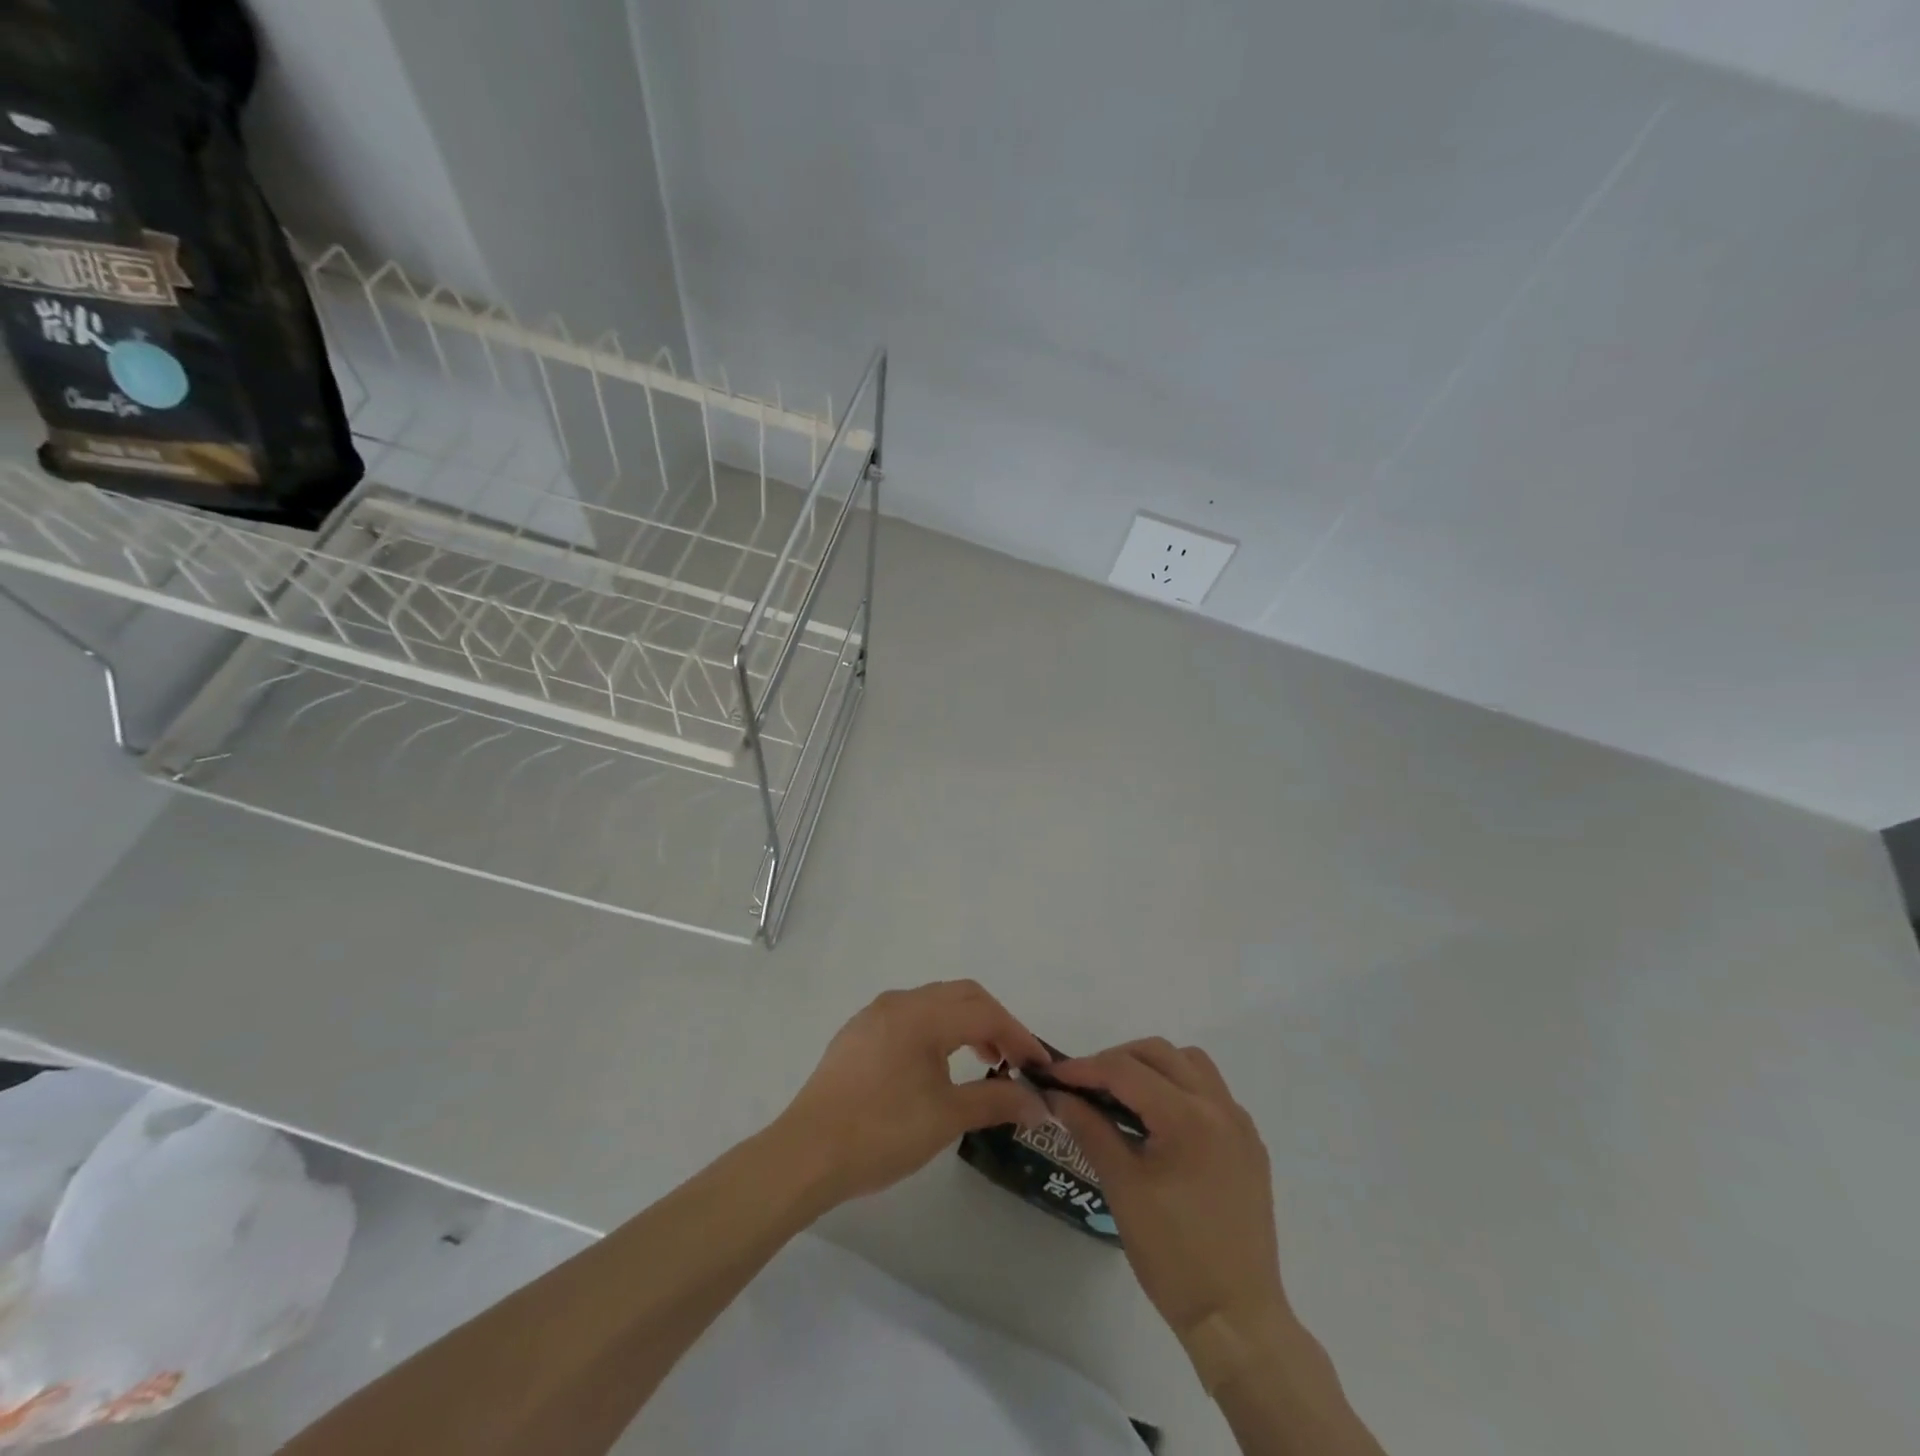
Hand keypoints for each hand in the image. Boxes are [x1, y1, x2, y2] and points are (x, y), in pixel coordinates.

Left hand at [774, 981, 1050, 1206]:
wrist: (806, 1154)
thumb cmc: (881, 1132)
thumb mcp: (946, 1118)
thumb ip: (996, 1102)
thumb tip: (1039, 1103)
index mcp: (922, 1014)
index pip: (984, 1011)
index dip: (1017, 1035)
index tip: (1039, 1066)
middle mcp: (899, 1002)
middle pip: (961, 996)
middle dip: (994, 1023)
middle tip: (1014, 1061)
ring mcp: (874, 1015)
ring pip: (934, 1004)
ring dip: (965, 1024)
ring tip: (983, 1063)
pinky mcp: (858, 1034)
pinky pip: (909, 1017)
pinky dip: (936, 1030)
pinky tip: (937, 1066)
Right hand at [1045, 1040, 1287, 1345]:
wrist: (1237, 1319)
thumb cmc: (1173, 1255)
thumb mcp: (1122, 1187)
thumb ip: (1090, 1129)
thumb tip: (1058, 1096)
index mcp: (1187, 1117)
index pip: (1126, 1070)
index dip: (1085, 1068)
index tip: (1053, 1076)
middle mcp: (1219, 1106)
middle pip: (1159, 1053)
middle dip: (1117, 1060)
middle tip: (1085, 1085)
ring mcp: (1239, 1124)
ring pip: (1190, 1063)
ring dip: (1152, 1067)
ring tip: (1122, 1096)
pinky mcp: (1249, 1145)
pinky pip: (1211, 1092)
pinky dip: (1179, 1088)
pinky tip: (1159, 1121)